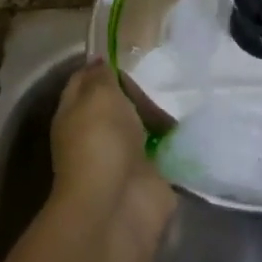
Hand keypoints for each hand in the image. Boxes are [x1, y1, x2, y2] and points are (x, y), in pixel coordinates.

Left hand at [50, 62, 175, 243]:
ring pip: (141, 127)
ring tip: (179, 105)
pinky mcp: (148, 177)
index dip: (103, 68)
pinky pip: (162, 151)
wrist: (118, 205)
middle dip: (138, 94)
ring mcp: (122, 158)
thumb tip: (100, 62)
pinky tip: (187, 131)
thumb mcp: (99, 95)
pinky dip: (174, 143)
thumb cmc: (102, 142)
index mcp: (74, 114)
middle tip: (161, 84)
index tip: (128, 56)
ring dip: (158, 118)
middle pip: (118, 104)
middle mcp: (95, 135)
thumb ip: (102, 76)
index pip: (85, 82)